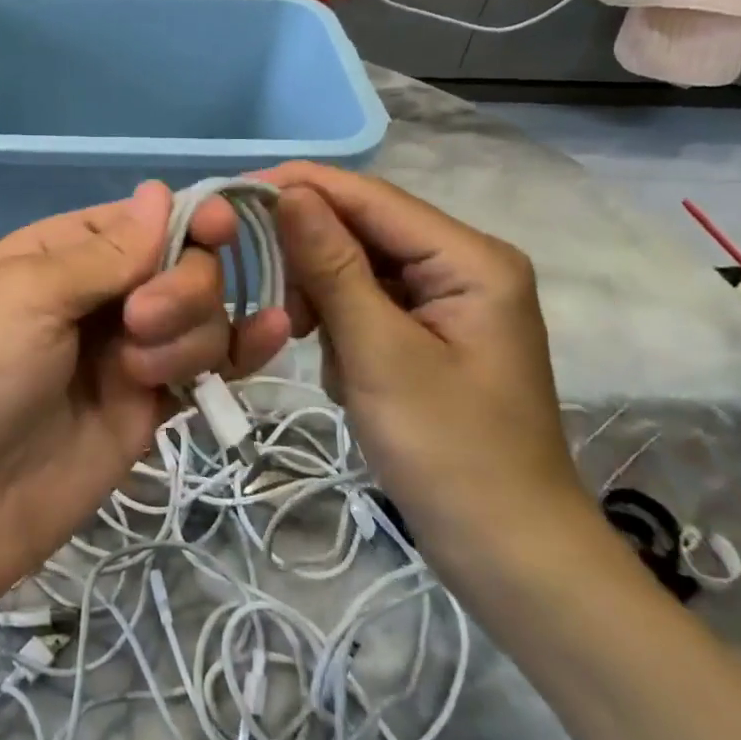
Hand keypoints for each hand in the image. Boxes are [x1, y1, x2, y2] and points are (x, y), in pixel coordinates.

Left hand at [0, 181, 289, 625]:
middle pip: (181, 264)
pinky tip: (270, 336)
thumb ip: (103, 252)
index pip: (140, 220)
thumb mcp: (26, 294)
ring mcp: (126, 354)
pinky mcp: (148, 408)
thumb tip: (162, 192)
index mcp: (58, 254)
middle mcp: (97, 296)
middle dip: (179, 286)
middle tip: (139, 323)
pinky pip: (206, 367)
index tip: (221, 227)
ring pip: (199, 315)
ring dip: (186, 332)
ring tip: (137, 375)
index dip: (185, 219)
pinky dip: (240, 351)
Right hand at [255, 162, 594, 579]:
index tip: (233, 193)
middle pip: (364, 229)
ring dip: (322, 298)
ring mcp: (447, 299)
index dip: (302, 187)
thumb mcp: (379, 353)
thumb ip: (333, 266)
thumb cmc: (449, 452)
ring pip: (358, 267)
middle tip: (267, 294)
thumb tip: (289, 192)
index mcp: (470, 259)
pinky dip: (339, 325)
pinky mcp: (429, 331)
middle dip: (310, 257)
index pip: (371, 198)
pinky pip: (367, 302)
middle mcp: (462, 264)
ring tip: (305, 340)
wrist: (506, 552)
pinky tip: (337, 365)